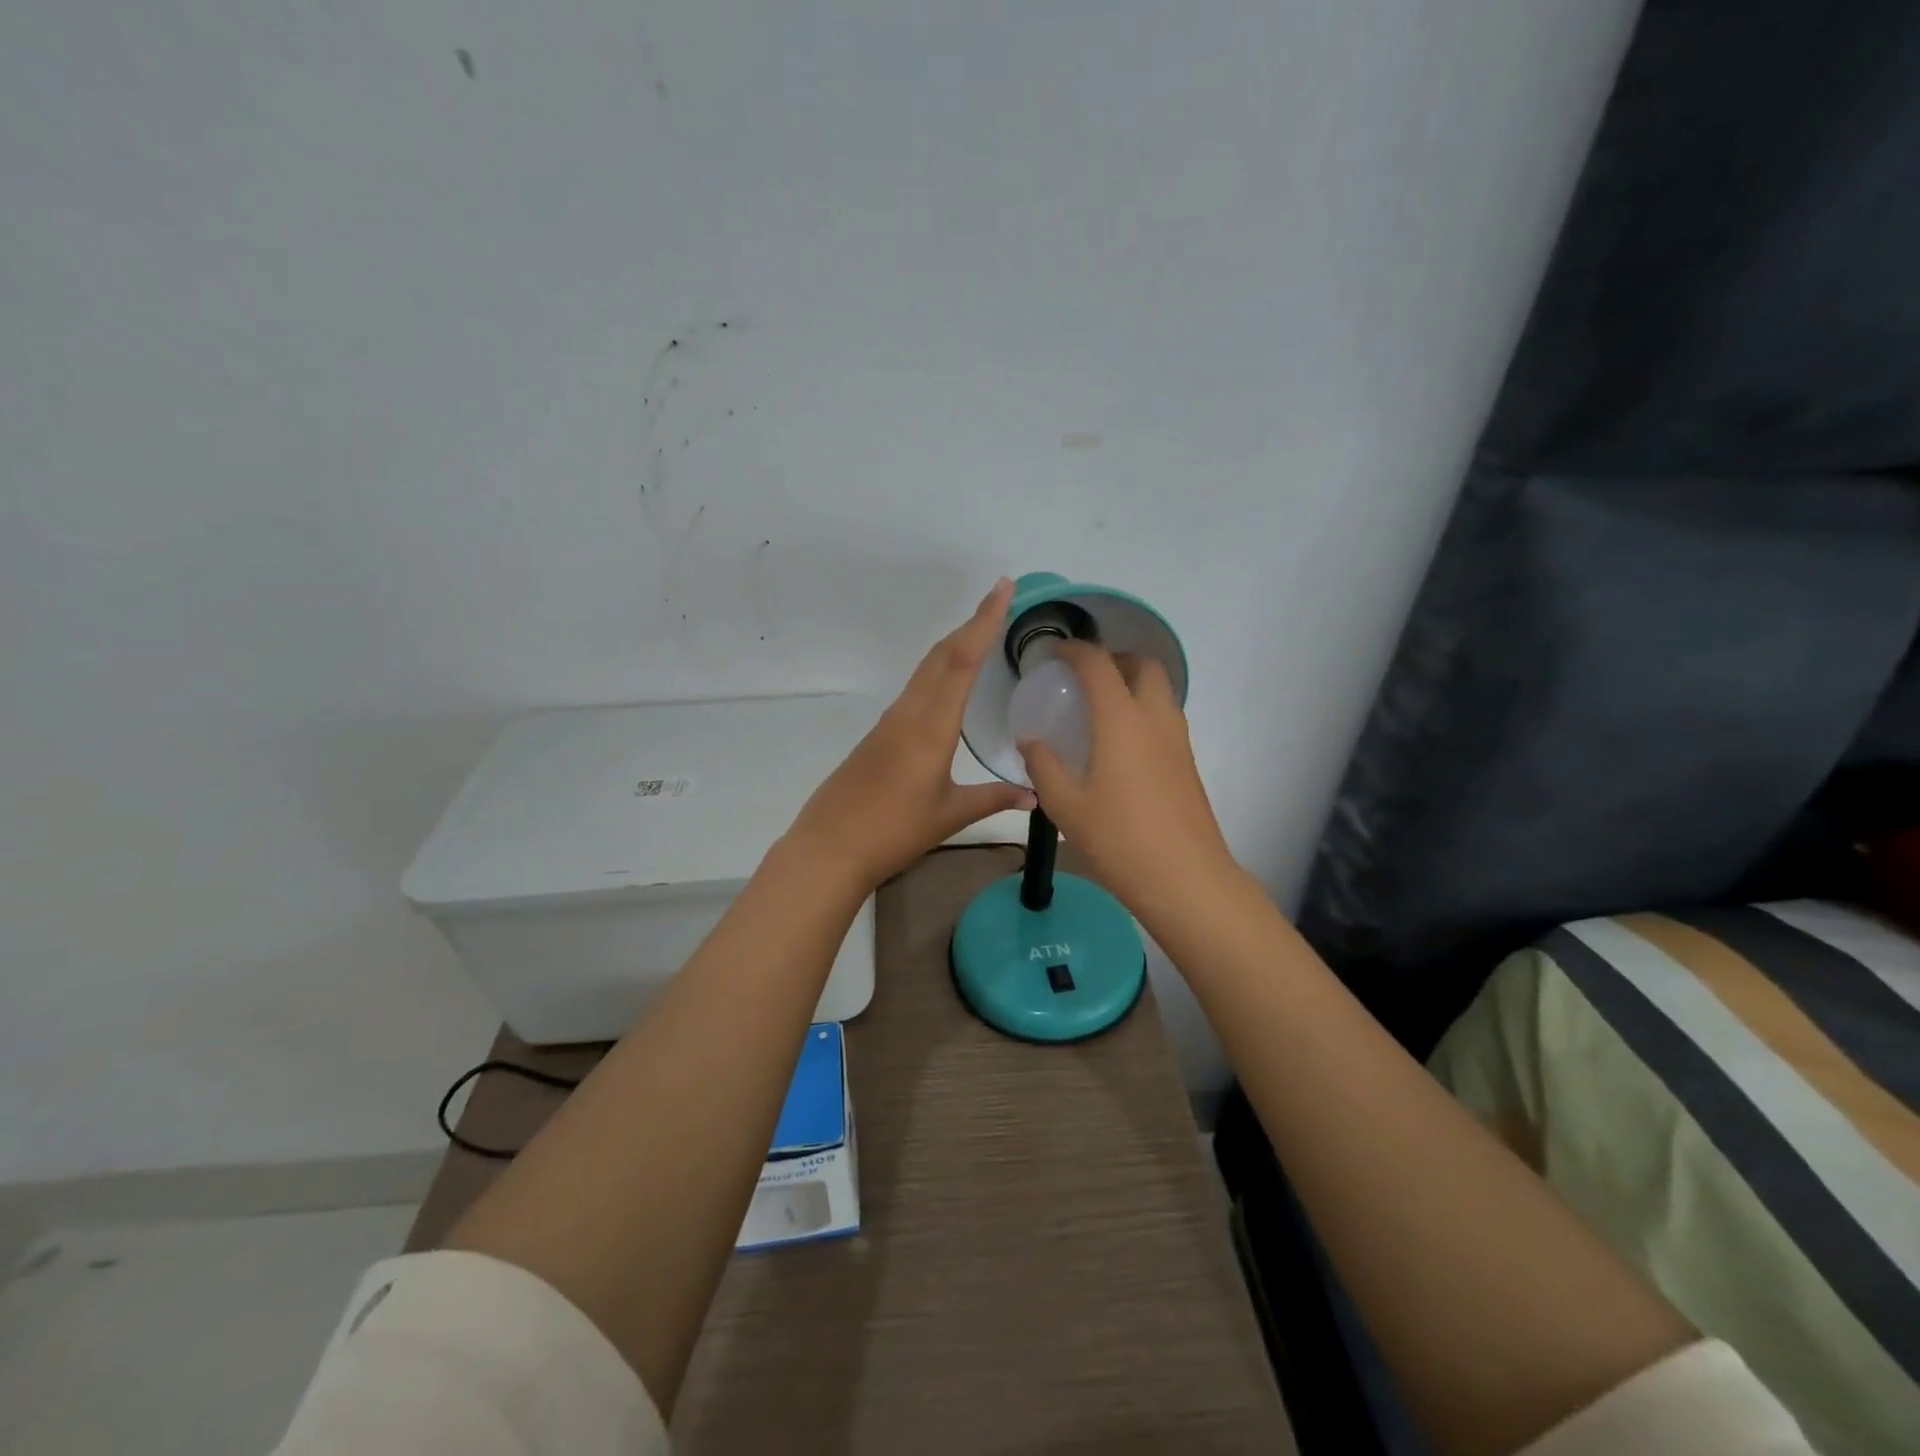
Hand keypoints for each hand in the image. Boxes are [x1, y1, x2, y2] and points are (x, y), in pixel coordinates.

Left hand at [787, 579, 1036, 888]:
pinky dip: (937, 670)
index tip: (1002, 587)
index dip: (984, 621)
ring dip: (953, 645)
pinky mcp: (878, 734)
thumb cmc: (894, 831)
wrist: (830, 847)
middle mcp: (909, 712)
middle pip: (942, 655)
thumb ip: (994, 799)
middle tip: (999, 600)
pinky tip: (948, 682)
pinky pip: (914, 688)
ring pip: (925, 669)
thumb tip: (1035, 796)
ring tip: (980, 632)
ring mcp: (889, 721)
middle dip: (971, 623)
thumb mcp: (950, 815)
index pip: (962, 661)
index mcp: (931, 727)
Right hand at [1019, 641, 1235, 917]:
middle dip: (1114, 658)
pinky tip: (1120, 744)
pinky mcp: (1188, 762)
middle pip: (1144, 664)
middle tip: (1085, 677)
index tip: (1055, 654)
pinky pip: (1165, 716)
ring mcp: (1178, 740)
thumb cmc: (1119, 839)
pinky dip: (1143, 709)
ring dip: (1133, 683)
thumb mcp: (1065, 805)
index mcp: (1121, 720)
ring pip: (1161, 690)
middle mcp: (1155, 718)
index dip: (1075, 651)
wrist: (1185, 878)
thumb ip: (1043, 766)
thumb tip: (1030, 741)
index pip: (1098, 664)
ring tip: (1100, 708)